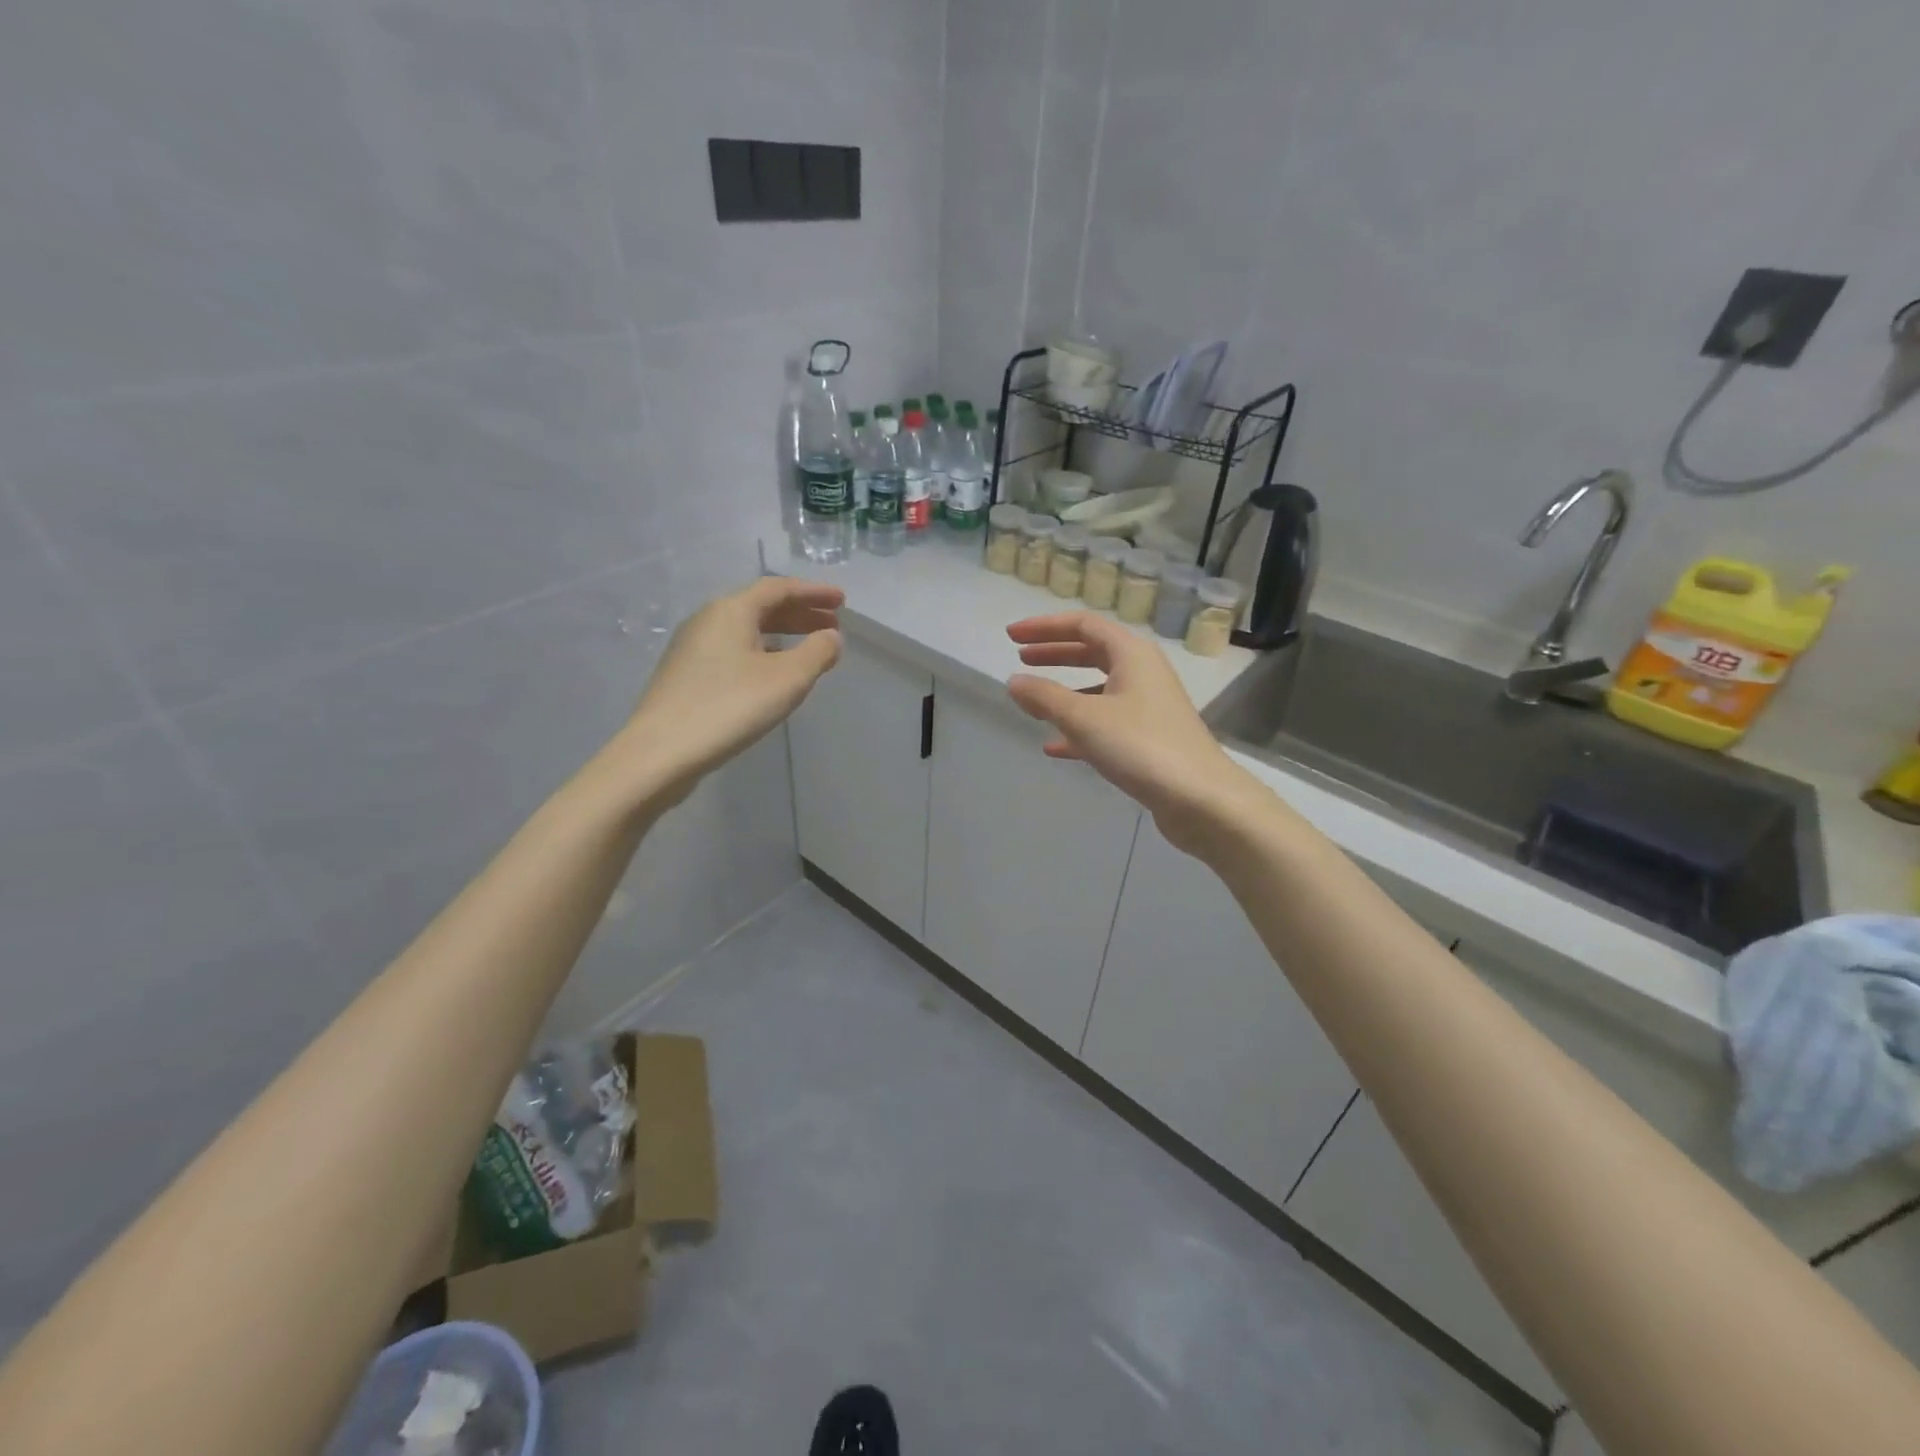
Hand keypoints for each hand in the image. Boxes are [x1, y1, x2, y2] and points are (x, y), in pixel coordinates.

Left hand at [616, 577, 843, 807]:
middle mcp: (708, 620)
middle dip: (800, 613)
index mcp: (731, 610)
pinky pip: (733, 651)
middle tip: (833, 625)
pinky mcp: (686, 676)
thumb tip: (831, 637)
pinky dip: (763, 653)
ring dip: (783, 635)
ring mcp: (692, 648)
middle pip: (761, 607)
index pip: (779, 588)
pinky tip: (774, 676)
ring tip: (810, 650)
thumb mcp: (787, 679)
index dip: (813, 592)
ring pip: (746, 631)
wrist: (661, 752)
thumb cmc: (730, 707)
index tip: (842, 601)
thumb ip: (817, 653)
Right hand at [1006, 611, 1259, 854]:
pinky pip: (1105, 722)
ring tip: (1032, 702)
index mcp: (1131, 654)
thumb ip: (1044, 697)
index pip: (1083, 624)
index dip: (1044, 627)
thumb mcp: (1084, 718)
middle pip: (1092, 652)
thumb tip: (1013, 681)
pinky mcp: (1148, 738)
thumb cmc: (1141, 746)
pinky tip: (1053, 747)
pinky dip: (1078, 728)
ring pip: (1098, 689)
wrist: (1200, 798)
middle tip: (1021, 659)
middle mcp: (1143, 672)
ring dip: (1065, 691)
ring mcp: (1148, 706)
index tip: (1011, 636)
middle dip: (1054, 654)